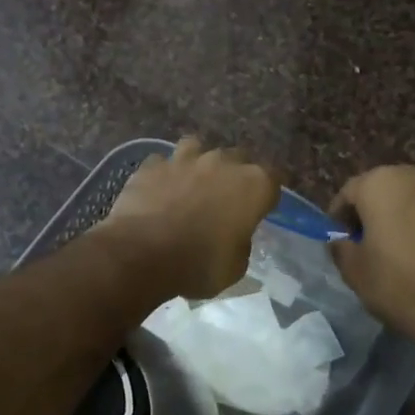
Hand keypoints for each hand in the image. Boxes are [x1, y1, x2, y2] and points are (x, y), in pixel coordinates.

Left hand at [105, 137, 279, 298]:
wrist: (141, 254)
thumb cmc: (198, 265)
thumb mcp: (235, 267)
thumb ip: (241, 242)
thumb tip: (234, 235)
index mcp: (253, 185)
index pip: (273, 180)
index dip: (266, 195)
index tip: (260, 210)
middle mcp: (223, 162)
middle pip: (238, 159)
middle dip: (234, 176)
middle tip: (225, 201)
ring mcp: (185, 159)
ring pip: (197, 147)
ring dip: (198, 163)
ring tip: (191, 184)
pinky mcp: (152, 165)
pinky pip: (163, 163)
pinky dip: (163, 174)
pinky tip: (158, 190)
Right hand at [330, 164, 414, 344]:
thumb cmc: (399, 286)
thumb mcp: (354, 272)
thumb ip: (341, 246)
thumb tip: (342, 239)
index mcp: (382, 183)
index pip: (351, 192)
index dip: (342, 215)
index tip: (342, 237)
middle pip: (390, 186)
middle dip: (380, 208)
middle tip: (377, 239)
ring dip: (414, 209)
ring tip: (413, 240)